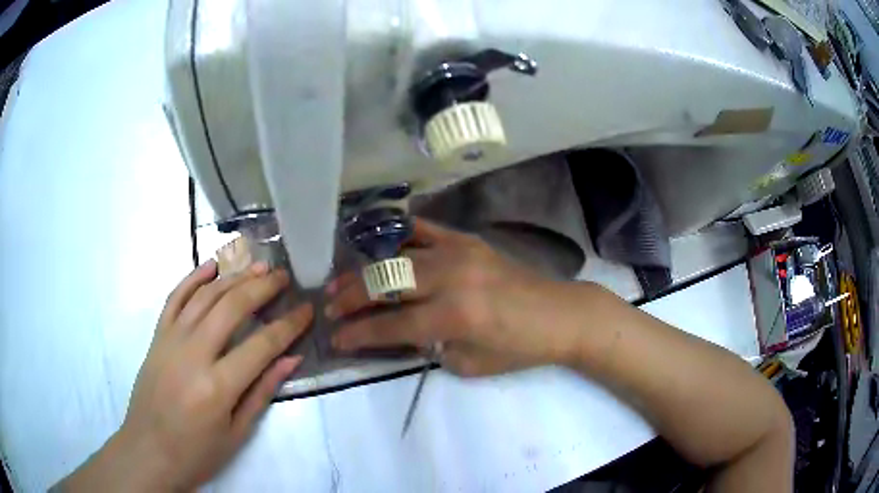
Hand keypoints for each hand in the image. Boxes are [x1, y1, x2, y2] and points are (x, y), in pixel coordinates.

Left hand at [59, 260, 312, 490]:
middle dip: (262, 287)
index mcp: (218, 386)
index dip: (289, 325)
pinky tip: (212, 266)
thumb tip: (291, 359)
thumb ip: (262, 392)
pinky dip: (193, 278)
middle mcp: (193, 354)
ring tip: (257, 266)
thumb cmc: (197, 452)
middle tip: (283, 277)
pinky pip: (175, 298)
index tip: (307, 310)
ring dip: (234, 276)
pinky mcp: (157, 336)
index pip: (262, 345)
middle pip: (232, 307)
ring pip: (205, 295)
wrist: (149, 451)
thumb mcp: (237, 433)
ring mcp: (171, 339)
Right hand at [326, 219, 578, 375]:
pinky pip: (423, 230)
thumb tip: (400, 328)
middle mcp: (451, 278)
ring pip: (397, 256)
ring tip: (341, 280)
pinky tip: (376, 243)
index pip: (391, 326)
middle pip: (386, 284)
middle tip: (329, 306)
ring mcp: (459, 252)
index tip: (335, 339)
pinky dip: (396, 235)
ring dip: (364, 270)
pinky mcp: (468, 240)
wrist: (559, 314)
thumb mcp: (468, 364)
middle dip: (351, 297)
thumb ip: (428, 346)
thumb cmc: (518, 348)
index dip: (358, 334)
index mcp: (454, 317)